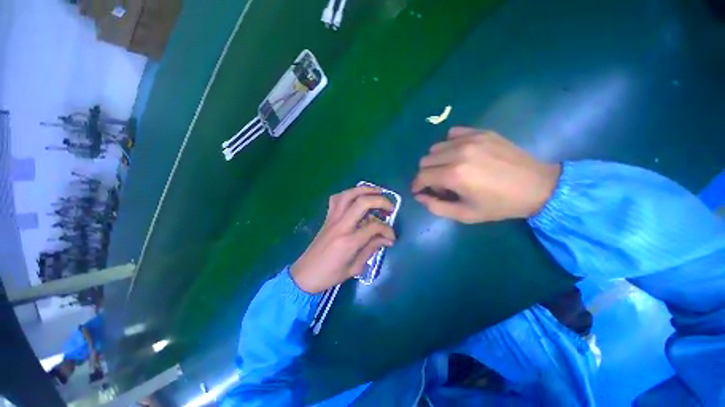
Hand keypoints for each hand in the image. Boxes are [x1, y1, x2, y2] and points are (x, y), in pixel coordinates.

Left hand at [290, 186, 395, 292]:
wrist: (305, 274)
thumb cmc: (330, 275)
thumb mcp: (355, 267)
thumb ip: (371, 249)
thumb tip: (387, 239)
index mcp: (349, 241)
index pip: (374, 227)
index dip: (387, 229)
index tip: (392, 236)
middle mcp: (341, 225)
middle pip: (362, 203)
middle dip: (380, 200)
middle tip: (390, 207)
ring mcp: (332, 219)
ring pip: (348, 195)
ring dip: (364, 190)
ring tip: (377, 192)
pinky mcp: (327, 217)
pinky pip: (337, 199)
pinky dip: (349, 193)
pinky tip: (356, 197)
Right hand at [412, 127, 560, 222]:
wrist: (538, 186)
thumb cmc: (499, 205)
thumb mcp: (465, 215)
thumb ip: (436, 207)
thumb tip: (419, 196)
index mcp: (454, 175)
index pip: (421, 176)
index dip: (416, 185)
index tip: (419, 190)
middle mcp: (458, 153)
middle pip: (425, 160)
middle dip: (426, 174)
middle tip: (439, 184)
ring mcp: (470, 139)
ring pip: (436, 147)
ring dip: (436, 161)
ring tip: (450, 170)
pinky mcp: (481, 132)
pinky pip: (452, 134)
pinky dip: (449, 144)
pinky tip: (459, 154)